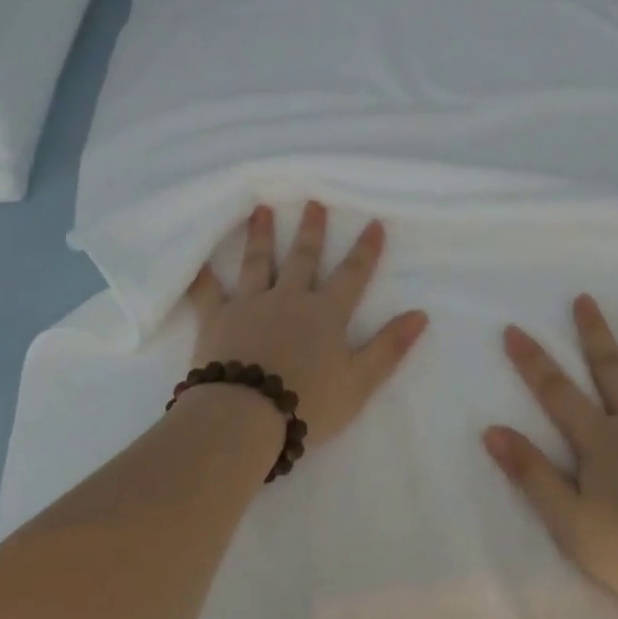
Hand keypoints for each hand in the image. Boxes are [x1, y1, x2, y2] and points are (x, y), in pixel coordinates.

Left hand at [183, 202, 428, 449]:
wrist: (245, 416)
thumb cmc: (307, 403)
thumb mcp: (360, 382)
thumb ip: (389, 347)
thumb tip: (420, 314)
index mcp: (325, 313)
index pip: (352, 275)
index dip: (365, 250)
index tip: (373, 222)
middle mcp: (289, 299)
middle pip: (302, 258)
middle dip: (311, 230)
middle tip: (312, 202)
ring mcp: (250, 305)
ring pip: (257, 262)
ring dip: (260, 235)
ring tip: (261, 209)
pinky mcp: (216, 319)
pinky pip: (207, 293)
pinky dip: (202, 277)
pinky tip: (197, 261)